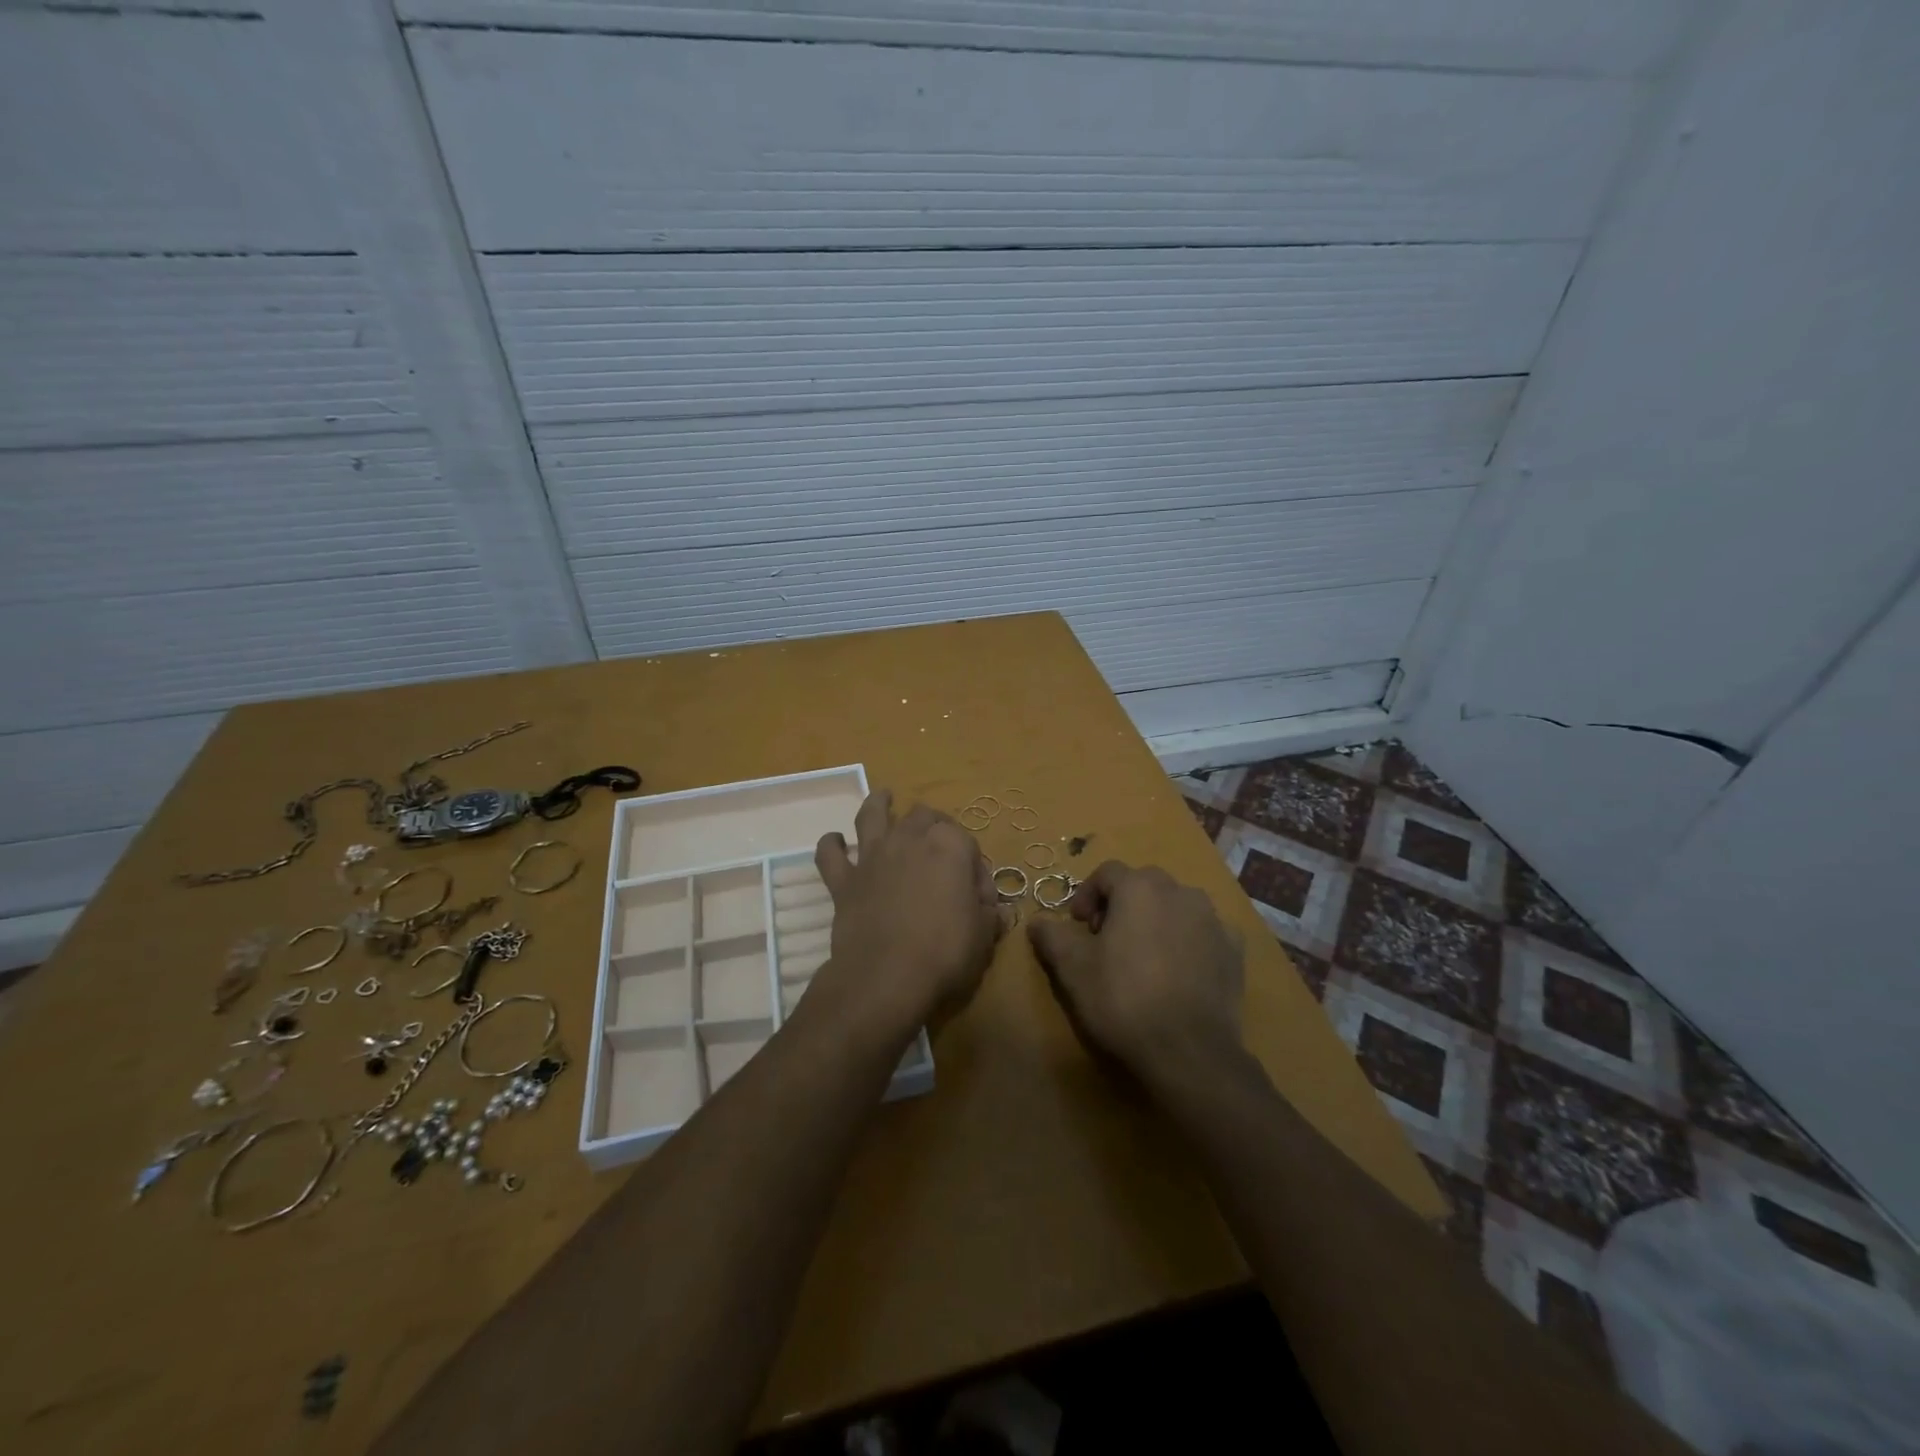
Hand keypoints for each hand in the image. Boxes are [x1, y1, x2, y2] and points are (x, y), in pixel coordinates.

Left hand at [810, 790, 1005, 1035]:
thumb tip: (993, 909)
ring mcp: (873, 857)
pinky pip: (830, 854)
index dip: (976, 867)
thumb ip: (989, 914)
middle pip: (923, 816)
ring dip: (879, 804)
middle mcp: (909, 840)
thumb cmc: (945, 953)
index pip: (968, 843)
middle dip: (934, 825)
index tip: (980, 896)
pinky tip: (835, 842)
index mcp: (950, 846)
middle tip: (940, 846)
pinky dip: (831, 845)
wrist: (886, 978)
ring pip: (872, 815)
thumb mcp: (984, 935)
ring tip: (883, 797)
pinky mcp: (844, 881)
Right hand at [1028, 861, 1244, 1090]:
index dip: (1086, 895)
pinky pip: (1204, 932)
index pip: (1107, 873)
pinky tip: (1178, 972)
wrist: (1189, 1051)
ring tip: (1143, 957)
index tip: (1077, 926)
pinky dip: (1188, 941)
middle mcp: (1180, 891)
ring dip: (1156, 920)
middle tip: (1106, 940)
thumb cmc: (1123, 999)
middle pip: (1143, 885)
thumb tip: (1037, 920)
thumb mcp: (1072, 968)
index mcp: (1140, 888)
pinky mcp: (1234, 950)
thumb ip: (1052, 935)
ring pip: (1176, 906)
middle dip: (1121, 905)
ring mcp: (1213, 920)